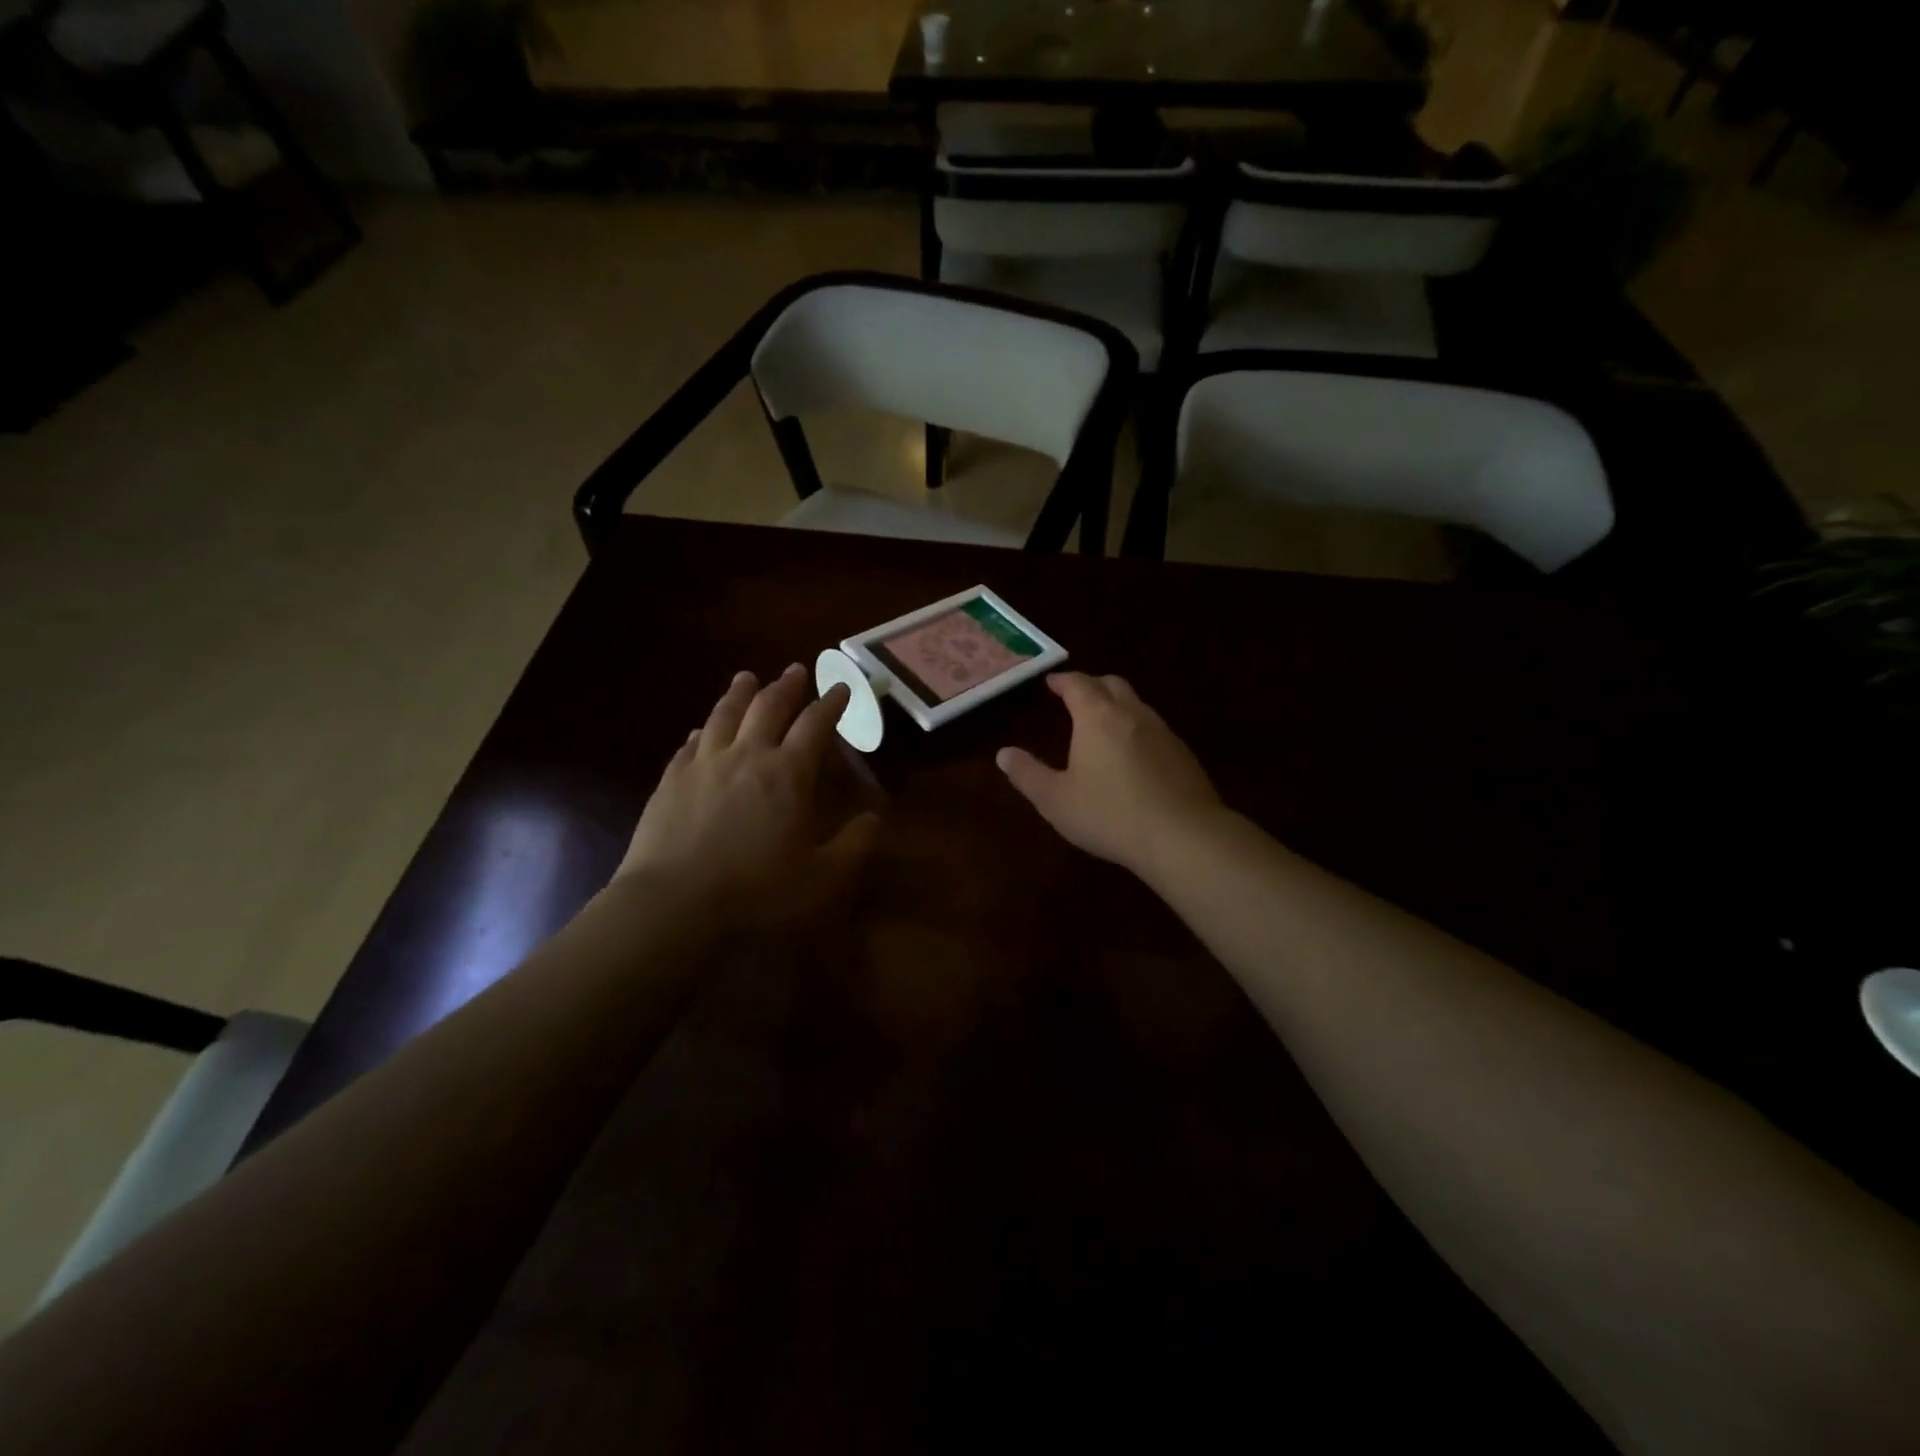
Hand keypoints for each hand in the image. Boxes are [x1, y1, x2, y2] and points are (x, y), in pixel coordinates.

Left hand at [616, 665, 879, 927]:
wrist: (673, 904)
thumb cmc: (757, 892)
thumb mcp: (821, 878)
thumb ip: (853, 845)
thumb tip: (873, 818)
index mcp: (788, 774)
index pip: (815, 725)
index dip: (831, 703)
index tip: (841, 687)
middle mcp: (747, 755)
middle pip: (768, 707)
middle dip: (786, 686)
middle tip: (795, 670)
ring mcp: (704, 764)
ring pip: (724, 715)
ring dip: (740, 693)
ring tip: (747, 678)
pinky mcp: (671, 780)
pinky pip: (690, 744)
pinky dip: (702, 730)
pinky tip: (701, 730)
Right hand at [997, 672, 1222, 877]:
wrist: (1183, 836)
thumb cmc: (1109, 815)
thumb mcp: (1055, 800)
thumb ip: (1027, 774)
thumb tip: (1003, 753)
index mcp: (1097, 717)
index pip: (1078, 685)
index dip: (1063, 680)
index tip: (1051, 682)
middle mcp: (1132, 714)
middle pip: (1112, 684)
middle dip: (1092, 685)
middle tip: (1076, 696)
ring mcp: (1163, 732)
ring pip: (1138, 704)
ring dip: (1118, 705)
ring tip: (1104, 724)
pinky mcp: (1184, 754)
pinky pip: (1155, 729)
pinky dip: (1138, 729)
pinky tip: (1134, 755)